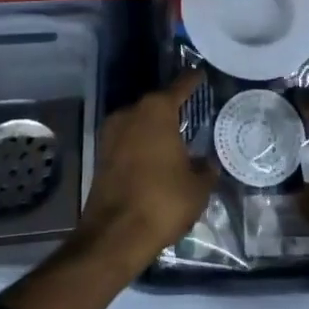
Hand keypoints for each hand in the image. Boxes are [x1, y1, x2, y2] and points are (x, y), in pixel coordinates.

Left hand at [76, 70, 215, 273]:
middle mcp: (131, 113)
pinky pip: (128, 141)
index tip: (200, 73)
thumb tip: (207, 163)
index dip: (192, 80)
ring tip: (174, 140)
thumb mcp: (197, 187)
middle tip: (190, 114)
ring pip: (139, 123)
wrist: (115, 235)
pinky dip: (141, 146)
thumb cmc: (162, 201)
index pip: (180, 86)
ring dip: (154, 129)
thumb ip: (205, 169)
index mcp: (157, 110)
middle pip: (156, 104)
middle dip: (172, 108)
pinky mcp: (101, 155)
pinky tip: (155, 159)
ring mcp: (112, 133)